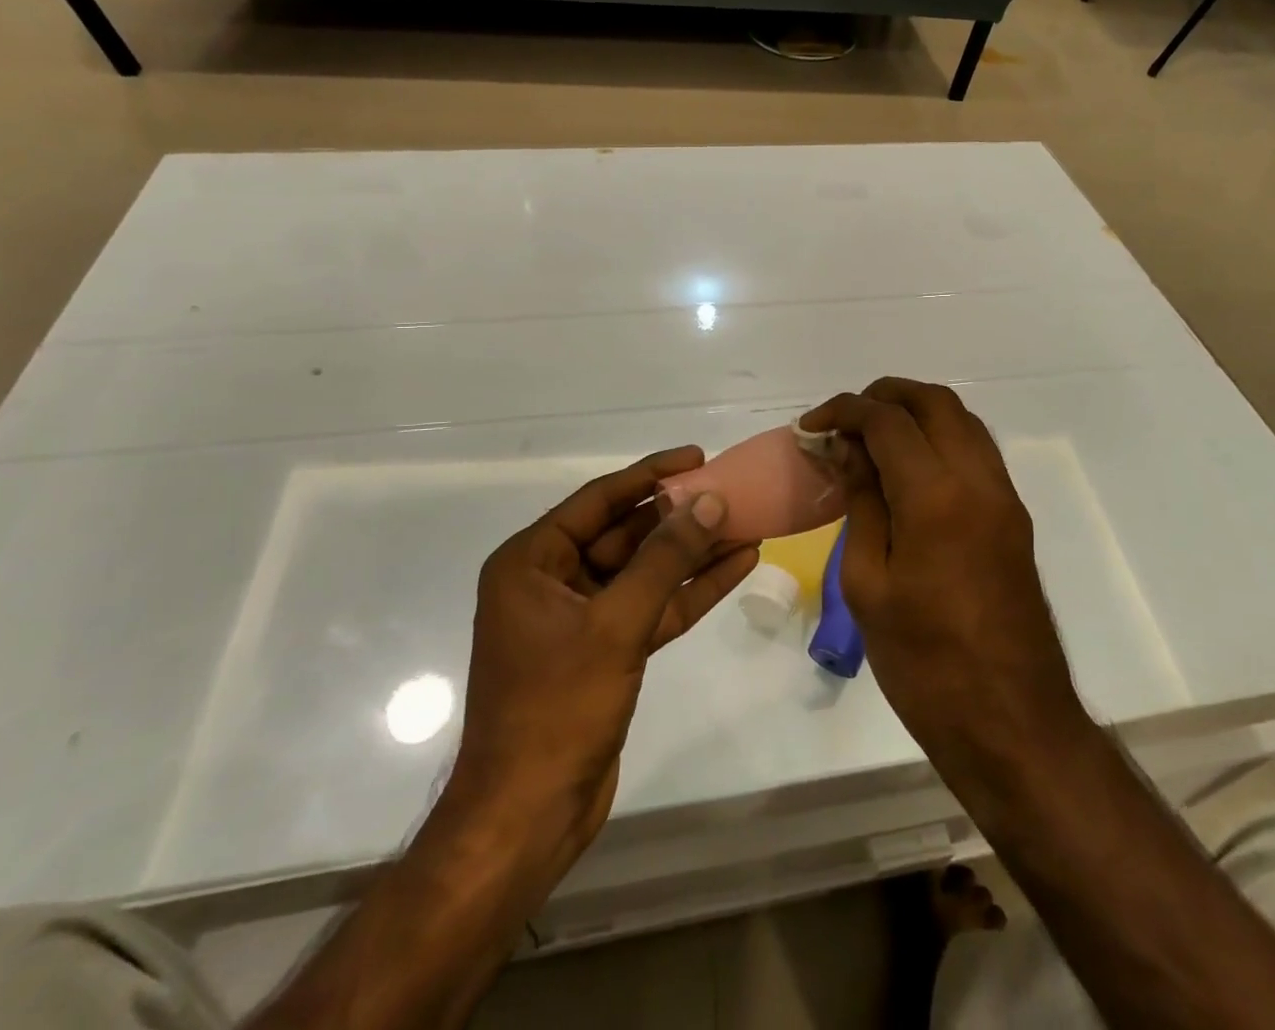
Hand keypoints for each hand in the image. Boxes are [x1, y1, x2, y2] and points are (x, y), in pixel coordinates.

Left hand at [434, 448, 759, 887]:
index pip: (599, 500)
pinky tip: (735, 567)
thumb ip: (665, 560)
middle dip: (679, 517)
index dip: (650, 475)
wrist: (528, 817)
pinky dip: (689, 591)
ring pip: (645, 572)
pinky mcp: (606, 650)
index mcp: (532, 562)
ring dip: (692, 553)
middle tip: (731, 492)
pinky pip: (652, 607)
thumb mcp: (615, 624)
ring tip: (746, 523)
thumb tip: (710, 502)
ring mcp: (581, 618)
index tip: (697, 457)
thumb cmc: (556, 708)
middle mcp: (553, 581)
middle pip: (625, 534)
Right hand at [800, 380, 1081, 762]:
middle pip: (935, 402)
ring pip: (962, 421)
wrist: (1011, 722)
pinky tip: (907, 471)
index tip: (810, 427)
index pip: (888, 420)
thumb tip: (847, 450)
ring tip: (871, 440)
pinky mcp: (1014, 518)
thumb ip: (861, 502)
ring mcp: (1004, 498)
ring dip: (916, 413)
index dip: (843, 411)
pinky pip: (976, 452)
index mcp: (937, 496)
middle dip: (884, 396)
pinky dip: (939, 439)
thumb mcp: (868, 583)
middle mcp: (979, 481)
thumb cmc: (924, 662)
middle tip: (843, 422)